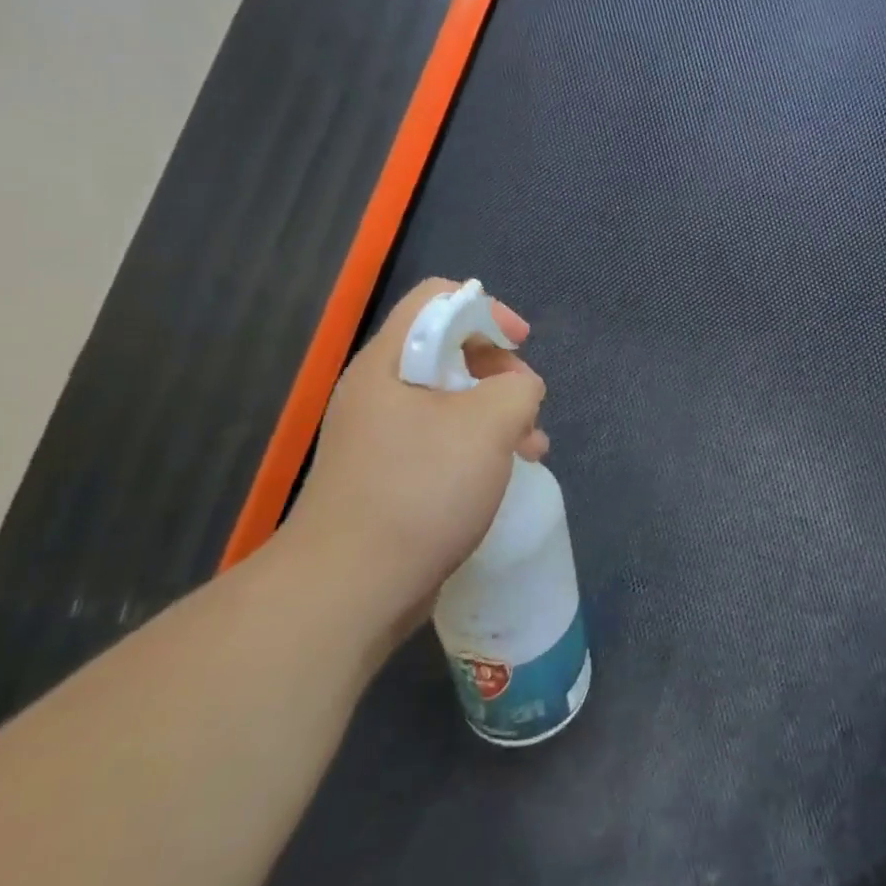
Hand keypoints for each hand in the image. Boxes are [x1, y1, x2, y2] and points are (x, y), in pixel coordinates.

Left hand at [283, 278, 547, 634]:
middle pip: (448, 349)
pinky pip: (442, 441)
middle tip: (528, 407)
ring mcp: (381, 436)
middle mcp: (379, 390)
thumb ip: (517, 389)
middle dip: (500, 372)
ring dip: (498, 415)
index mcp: (389, 362)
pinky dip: (478, 447)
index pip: (437, 299)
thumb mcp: (487, 424)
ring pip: (450, 400)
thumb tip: (519, 391)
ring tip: (533, 449)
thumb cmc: (420, 490)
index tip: (522, 344)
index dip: (486, 309)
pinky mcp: (389, 476)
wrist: (352, 587)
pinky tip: (505, 475)